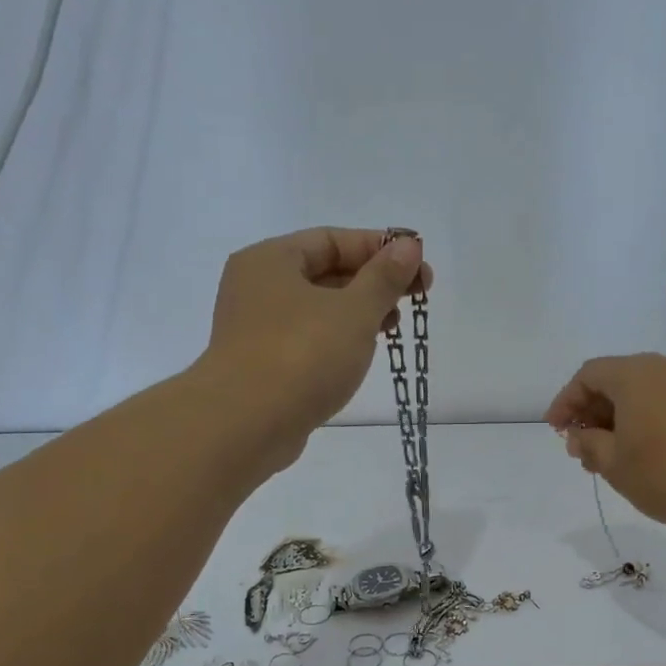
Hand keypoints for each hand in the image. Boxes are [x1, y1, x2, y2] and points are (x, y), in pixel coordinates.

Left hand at [198, 227, 432, 467]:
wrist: (246, 425)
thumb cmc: (302, 356)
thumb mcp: (354, 311)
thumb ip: (384, 278)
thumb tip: (409, 246)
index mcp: (271, 260)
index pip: (332, 239)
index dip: (380, 248)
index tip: (420, 265)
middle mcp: (257, 288)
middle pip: (324, 272)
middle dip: (372, 283)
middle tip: (415, 298)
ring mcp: (256, 329)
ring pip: (317, 310)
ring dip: (358, 314)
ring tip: (393, 327)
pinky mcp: (263, 366)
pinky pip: (308, 341)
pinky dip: (337, 340)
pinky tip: (361, 354)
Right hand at [545, 354, 665, 531]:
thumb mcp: (615, 463)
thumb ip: (588, 443)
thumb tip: (579, 434)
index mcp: (637, 374)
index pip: (589, 375)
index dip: (566, 401)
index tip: (555, 430)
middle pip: (616, 379)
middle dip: (591, 411)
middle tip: (580, 447)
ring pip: (642, 393)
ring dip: (617, 419)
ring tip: (607, 456)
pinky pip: (665, 403)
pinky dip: (644, 421)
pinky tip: (641, 453)